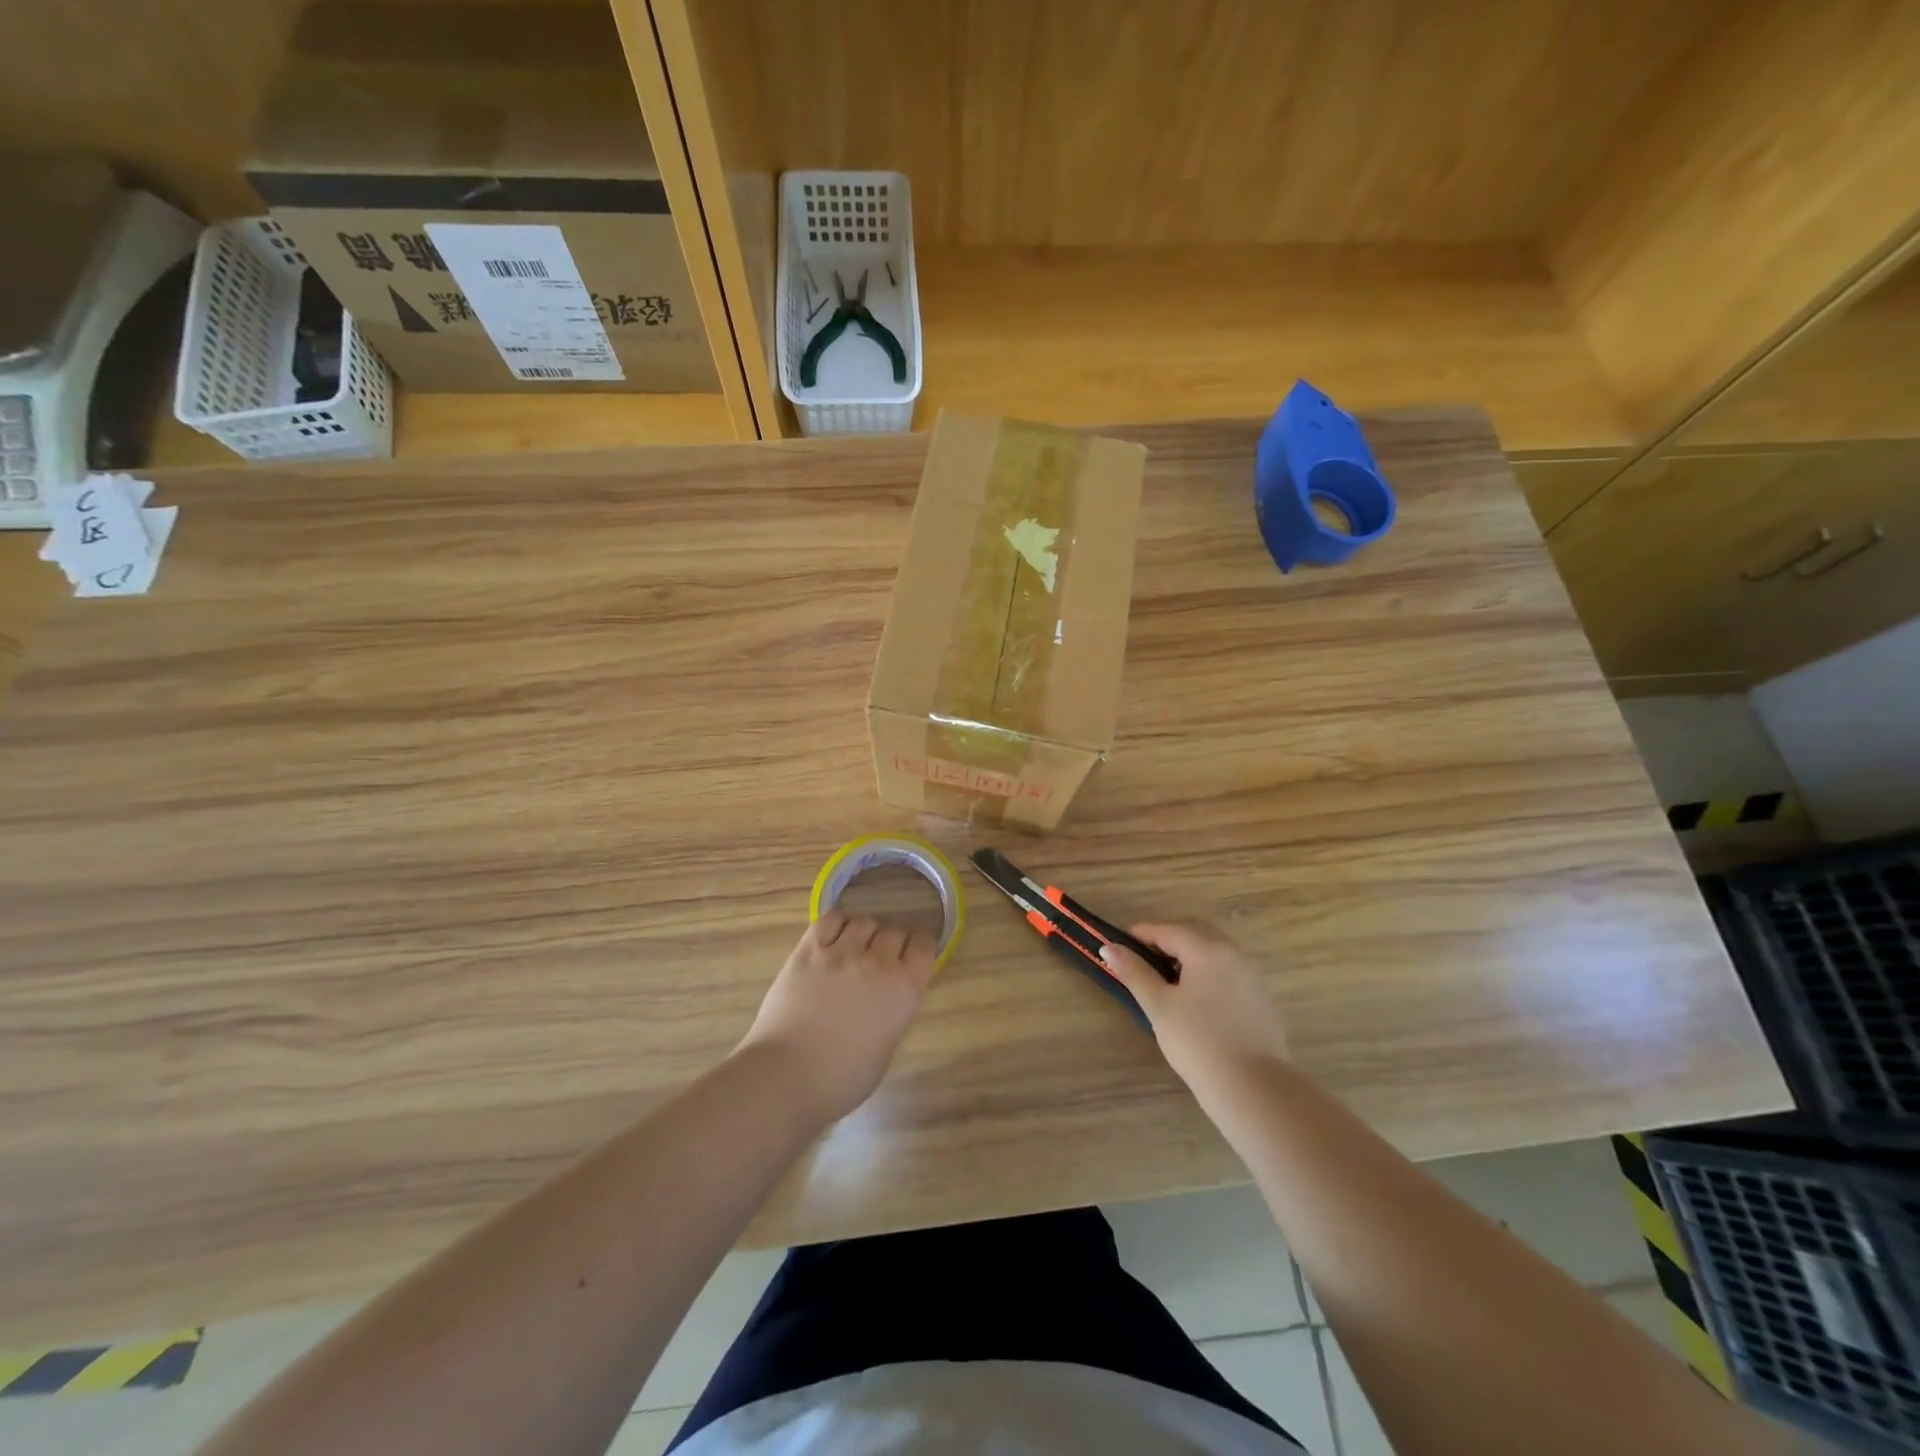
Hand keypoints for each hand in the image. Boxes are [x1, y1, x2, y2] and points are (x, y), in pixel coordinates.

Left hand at [736, 911, 938, 1125]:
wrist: (786, 1075)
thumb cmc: (840, 1080)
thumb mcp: (884, 1050)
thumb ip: (892, 1015)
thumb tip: (885, 1001)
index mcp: (904, 991)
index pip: (925, 948)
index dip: (920, 948)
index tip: (913, 955)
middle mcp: (878, 963)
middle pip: (894, 931)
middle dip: (891, 943)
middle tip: (880, 958)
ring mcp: (842, 952)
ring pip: (864, 921)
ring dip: (865, 932)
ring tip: (856, 946)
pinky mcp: (809, 949)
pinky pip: (830, 918)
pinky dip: (837, 922)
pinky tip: (834, 935)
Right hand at [1100, 921, 1289, 1094]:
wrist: (1253, 1089)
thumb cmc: (1198, 1042)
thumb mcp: (1159, 1006)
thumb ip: (1134, 972)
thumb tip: (1108, 947)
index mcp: (1207, 949)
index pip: (1167, 929)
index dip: (1140, 934)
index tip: (1117, 945)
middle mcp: (1233, 953)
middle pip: (1194, 931)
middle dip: (1166, 938)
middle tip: (1141, 958)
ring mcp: (1251, 974)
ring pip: (1213, 949)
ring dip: (1188, 953)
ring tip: (1165, 977)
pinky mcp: (1260, 996)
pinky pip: (1227, 968)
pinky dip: (1206, 969)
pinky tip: (1194, 995)